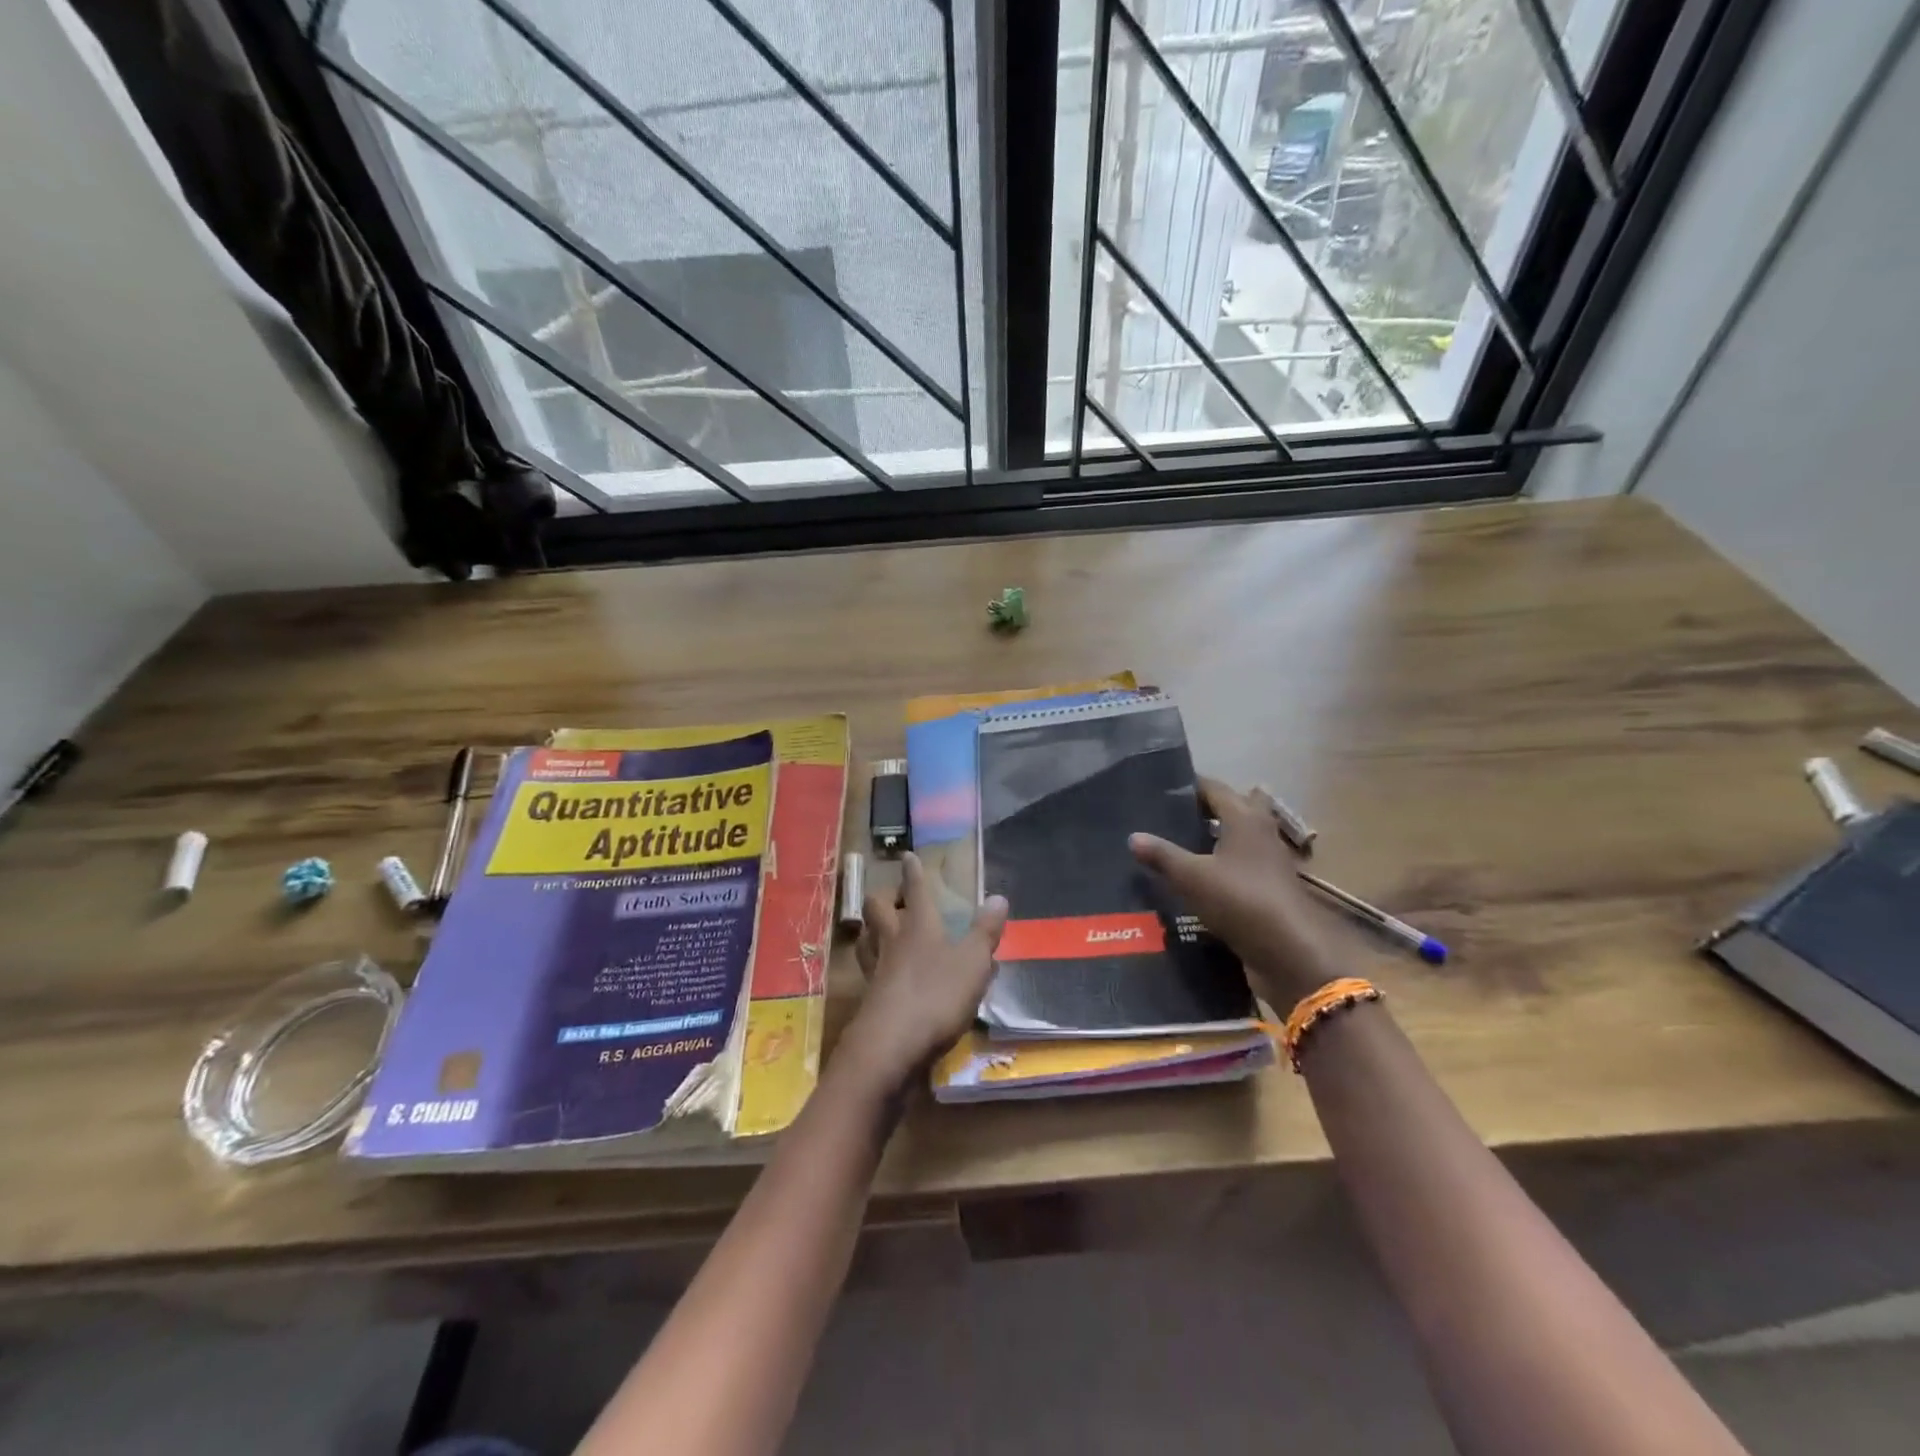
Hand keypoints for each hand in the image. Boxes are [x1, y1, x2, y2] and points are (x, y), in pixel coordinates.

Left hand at [838, 852, 1008, 1094]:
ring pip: (865, 937)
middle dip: (884, 897)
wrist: (891, 1046)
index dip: (913, 872)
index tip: (908, 856)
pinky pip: (869, 970)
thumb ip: (985, 932)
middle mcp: (893, 940)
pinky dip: (876, 964)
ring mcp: (876, 970)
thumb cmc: (936, 995)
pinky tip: (886, 974)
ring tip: (881, 929)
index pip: (914, 889)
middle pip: (877, 908)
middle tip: (895, 897)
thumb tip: (998, 897)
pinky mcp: (869, 999)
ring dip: (871, 928)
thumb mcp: (972, 963)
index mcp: (919, 925)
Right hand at [1128, 777, 1342, 1004]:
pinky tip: (1198, 878)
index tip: (1161, 790)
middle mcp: (1261, 832)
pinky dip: (1221, 864)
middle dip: (1205, 809)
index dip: (1189, 786)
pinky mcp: (1269, 887)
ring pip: (1238, 837)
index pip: (1214, 788)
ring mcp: (1269, 861)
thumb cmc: (1240, 899)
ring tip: (1179, 845)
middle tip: (1171, 817)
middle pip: (1232, 808)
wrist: (1288, 950)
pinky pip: (1241, 864)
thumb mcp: (1191, 877)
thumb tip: (1133, 836)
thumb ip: (1162, 855)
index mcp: (1244, 817)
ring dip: (1214, 838)